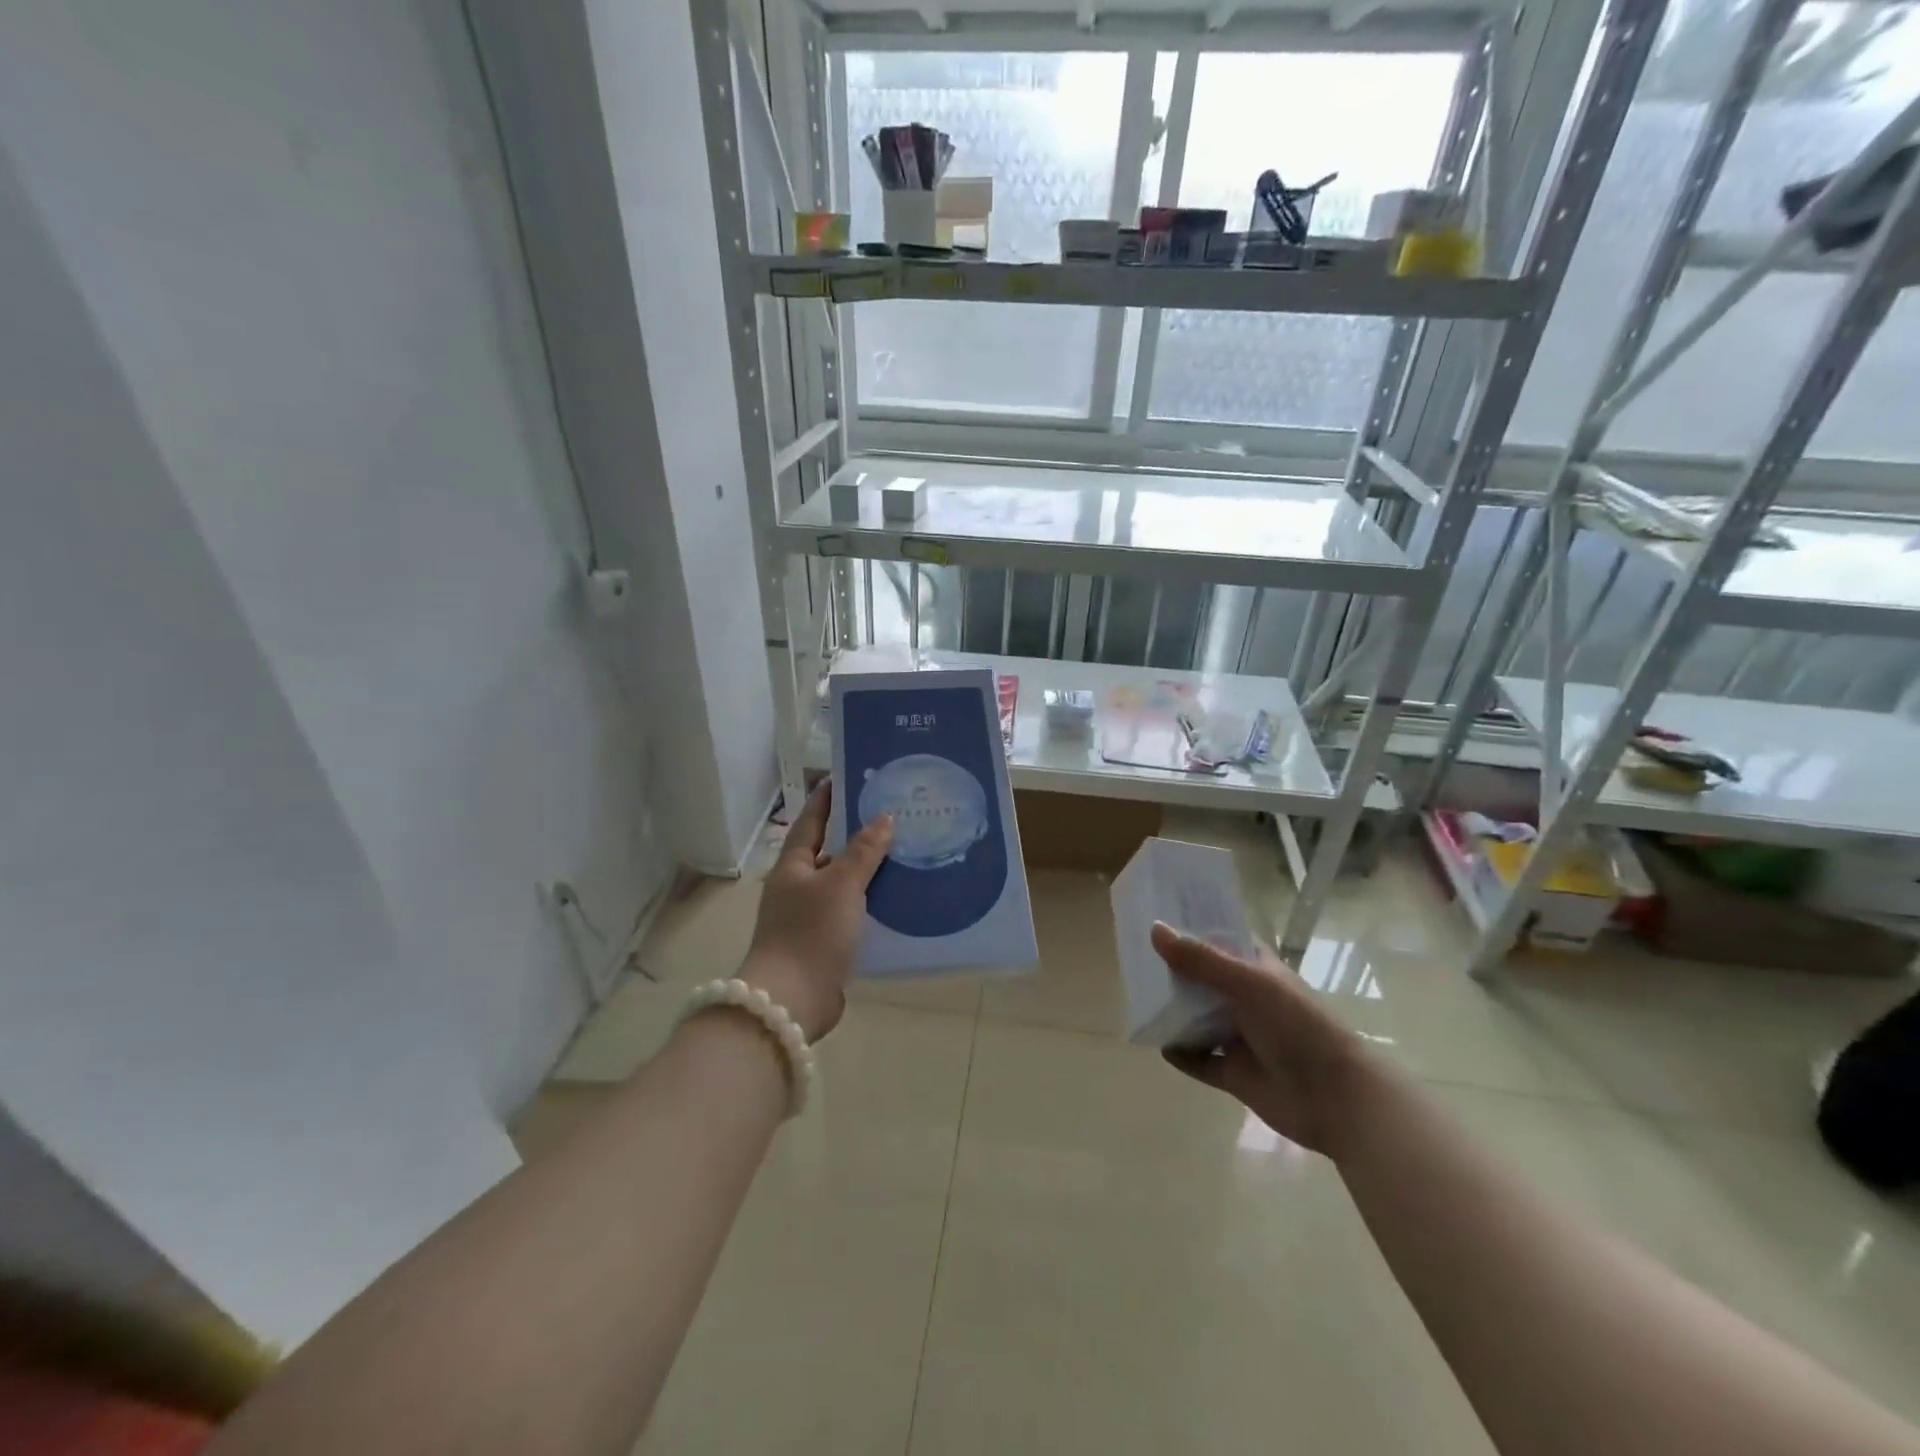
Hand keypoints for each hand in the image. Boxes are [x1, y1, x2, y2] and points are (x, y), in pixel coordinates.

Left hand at [740, 781, 892, 1041]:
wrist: (792, 1001)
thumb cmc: (811, 933)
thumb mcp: (841, 884)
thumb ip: (864, 851)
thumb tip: (885, 818)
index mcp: (793, 865)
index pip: (811, 820)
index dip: (828, 798)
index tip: (849, 777)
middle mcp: (798, 886)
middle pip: (830, 850)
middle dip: (858, 833)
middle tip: (893, 812)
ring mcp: (810, 916)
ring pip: (844, 883)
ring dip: (869, 869)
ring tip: (905, 851)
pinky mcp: (825, 942)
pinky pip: (852, 911)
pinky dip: (872, 901)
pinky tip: (899, 897)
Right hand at [1151, 923, 1371, 1157]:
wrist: (1336, 1098)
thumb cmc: (1298, 1026)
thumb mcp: (1248, 984)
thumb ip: (1201, 960)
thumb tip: (1154, 929)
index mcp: (1256, 970)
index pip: (1220, 940)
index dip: (1191, 929)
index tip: (1156, 917)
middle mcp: (1246, 999)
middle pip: (1201, 980)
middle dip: (1173, 972)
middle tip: (1133, 958)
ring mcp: (1239, 1037)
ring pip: (1197, 1019)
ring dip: (1173, 1012)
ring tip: (1138, 999)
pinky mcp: (1234, 1073)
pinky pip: (1199, 1060)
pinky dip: (1180, 1053)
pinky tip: (1159, 1044)